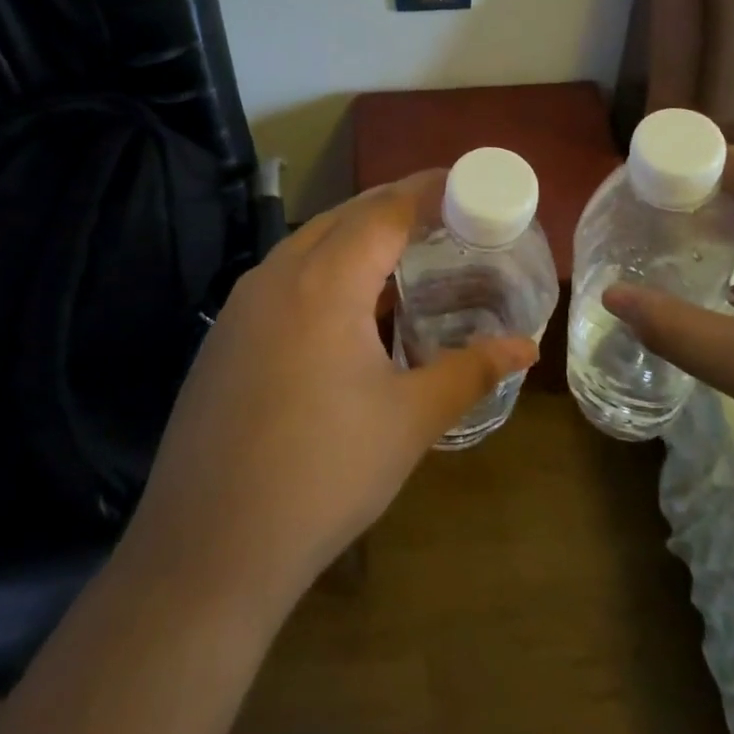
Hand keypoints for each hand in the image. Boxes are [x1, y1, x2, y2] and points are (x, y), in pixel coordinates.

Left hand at [117, 170, 536, 607]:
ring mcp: (241, 305)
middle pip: (345, 216)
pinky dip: (325, 270)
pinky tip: (347, 312)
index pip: (385, 210)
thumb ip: (470, 371)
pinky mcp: (224, 336)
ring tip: (403, 257)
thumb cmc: (323, 476)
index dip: (429, 189)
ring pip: (308, 244)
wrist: (208, 551)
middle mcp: (277, 275)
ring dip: (357, 238)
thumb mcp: (409, 421)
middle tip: (445, 217)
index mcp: (324, 282)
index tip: (467, 182)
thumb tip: (525, 348)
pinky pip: (284, 277)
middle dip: (396, 206)